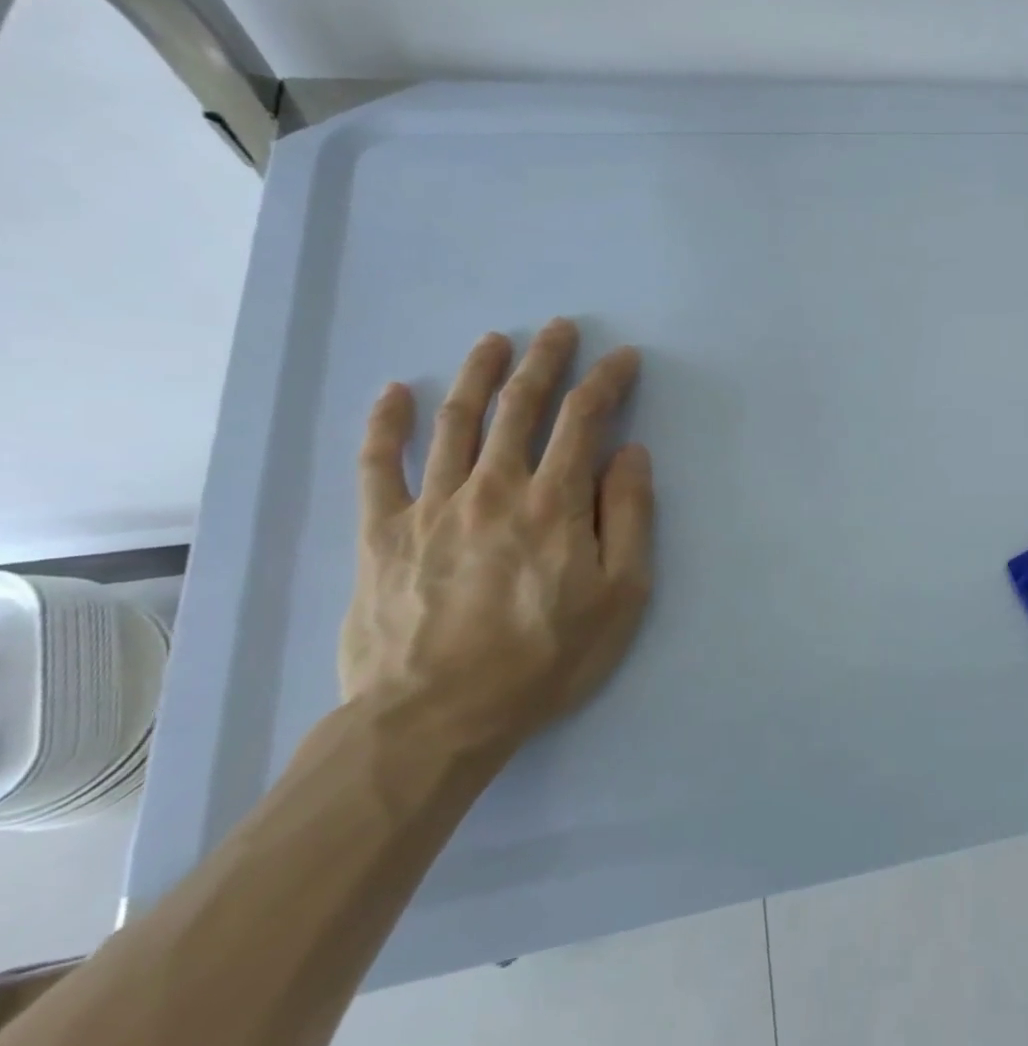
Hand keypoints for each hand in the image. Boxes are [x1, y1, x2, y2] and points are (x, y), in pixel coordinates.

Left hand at [338, 318, 654, 755]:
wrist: (438, 717)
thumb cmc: (546, 658)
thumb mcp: (621, 595)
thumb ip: (630, 517)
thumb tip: (631, 453)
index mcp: (555, 502)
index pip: (584, 420)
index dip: (606, 382)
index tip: (622, 358)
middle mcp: (493, 488)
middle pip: (519, 406)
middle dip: (545, 361)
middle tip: (560, 328)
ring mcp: (432, 506)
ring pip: (455, 422)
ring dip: (477, 374)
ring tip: (494, 341)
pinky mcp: (383, 533)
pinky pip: (378, 466)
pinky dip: (386, 424)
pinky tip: (395, 393)